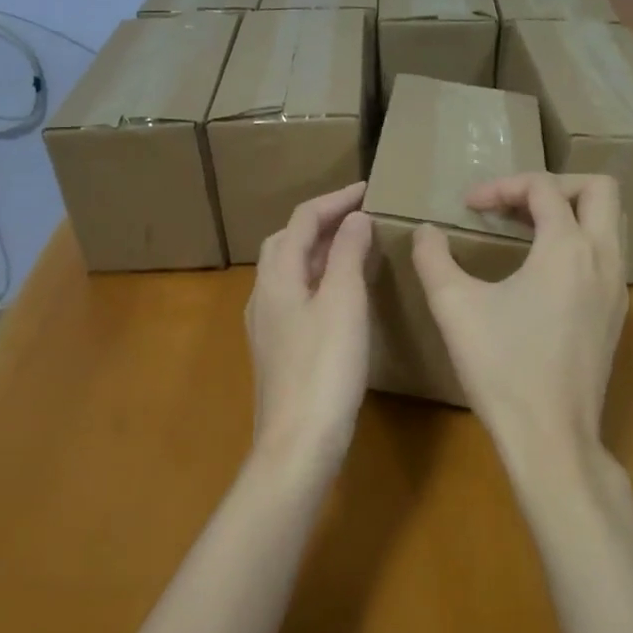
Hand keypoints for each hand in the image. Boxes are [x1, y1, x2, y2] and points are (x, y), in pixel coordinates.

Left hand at [245, 182, 373, 472]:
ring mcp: (267, 324)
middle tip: (360, 217)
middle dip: (321, 222)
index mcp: (277, 276)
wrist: (298, 443)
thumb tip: (355, 218)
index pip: (302, 220)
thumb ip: (348, 255)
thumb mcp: (344, 303)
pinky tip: (340, 295)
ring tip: (355, 247)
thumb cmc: (324, 368)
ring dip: (319, 250)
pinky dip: (318, 279)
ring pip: (289, 270)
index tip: (368, 189)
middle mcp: (264, 294)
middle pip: (288, 241)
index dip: (334, 200)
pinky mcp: (277, 348)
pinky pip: (295, 295)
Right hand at [412, 174, 627, 476]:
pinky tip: (542, 271)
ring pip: (610, 222)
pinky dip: (579, 242)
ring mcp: (617, 288)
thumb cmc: (501, 367)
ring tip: (527, 228)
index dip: (502, 186)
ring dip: (571, 211)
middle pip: (599, 190)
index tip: (468, 206)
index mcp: (567, 248)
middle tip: (514, 203)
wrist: (551, 437)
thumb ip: (433, 258)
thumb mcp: (454, 307)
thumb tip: (426, 232)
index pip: (543, 187)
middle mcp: (603, 259)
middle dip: (555, 184)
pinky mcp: (616, 315)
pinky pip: (608, 255)